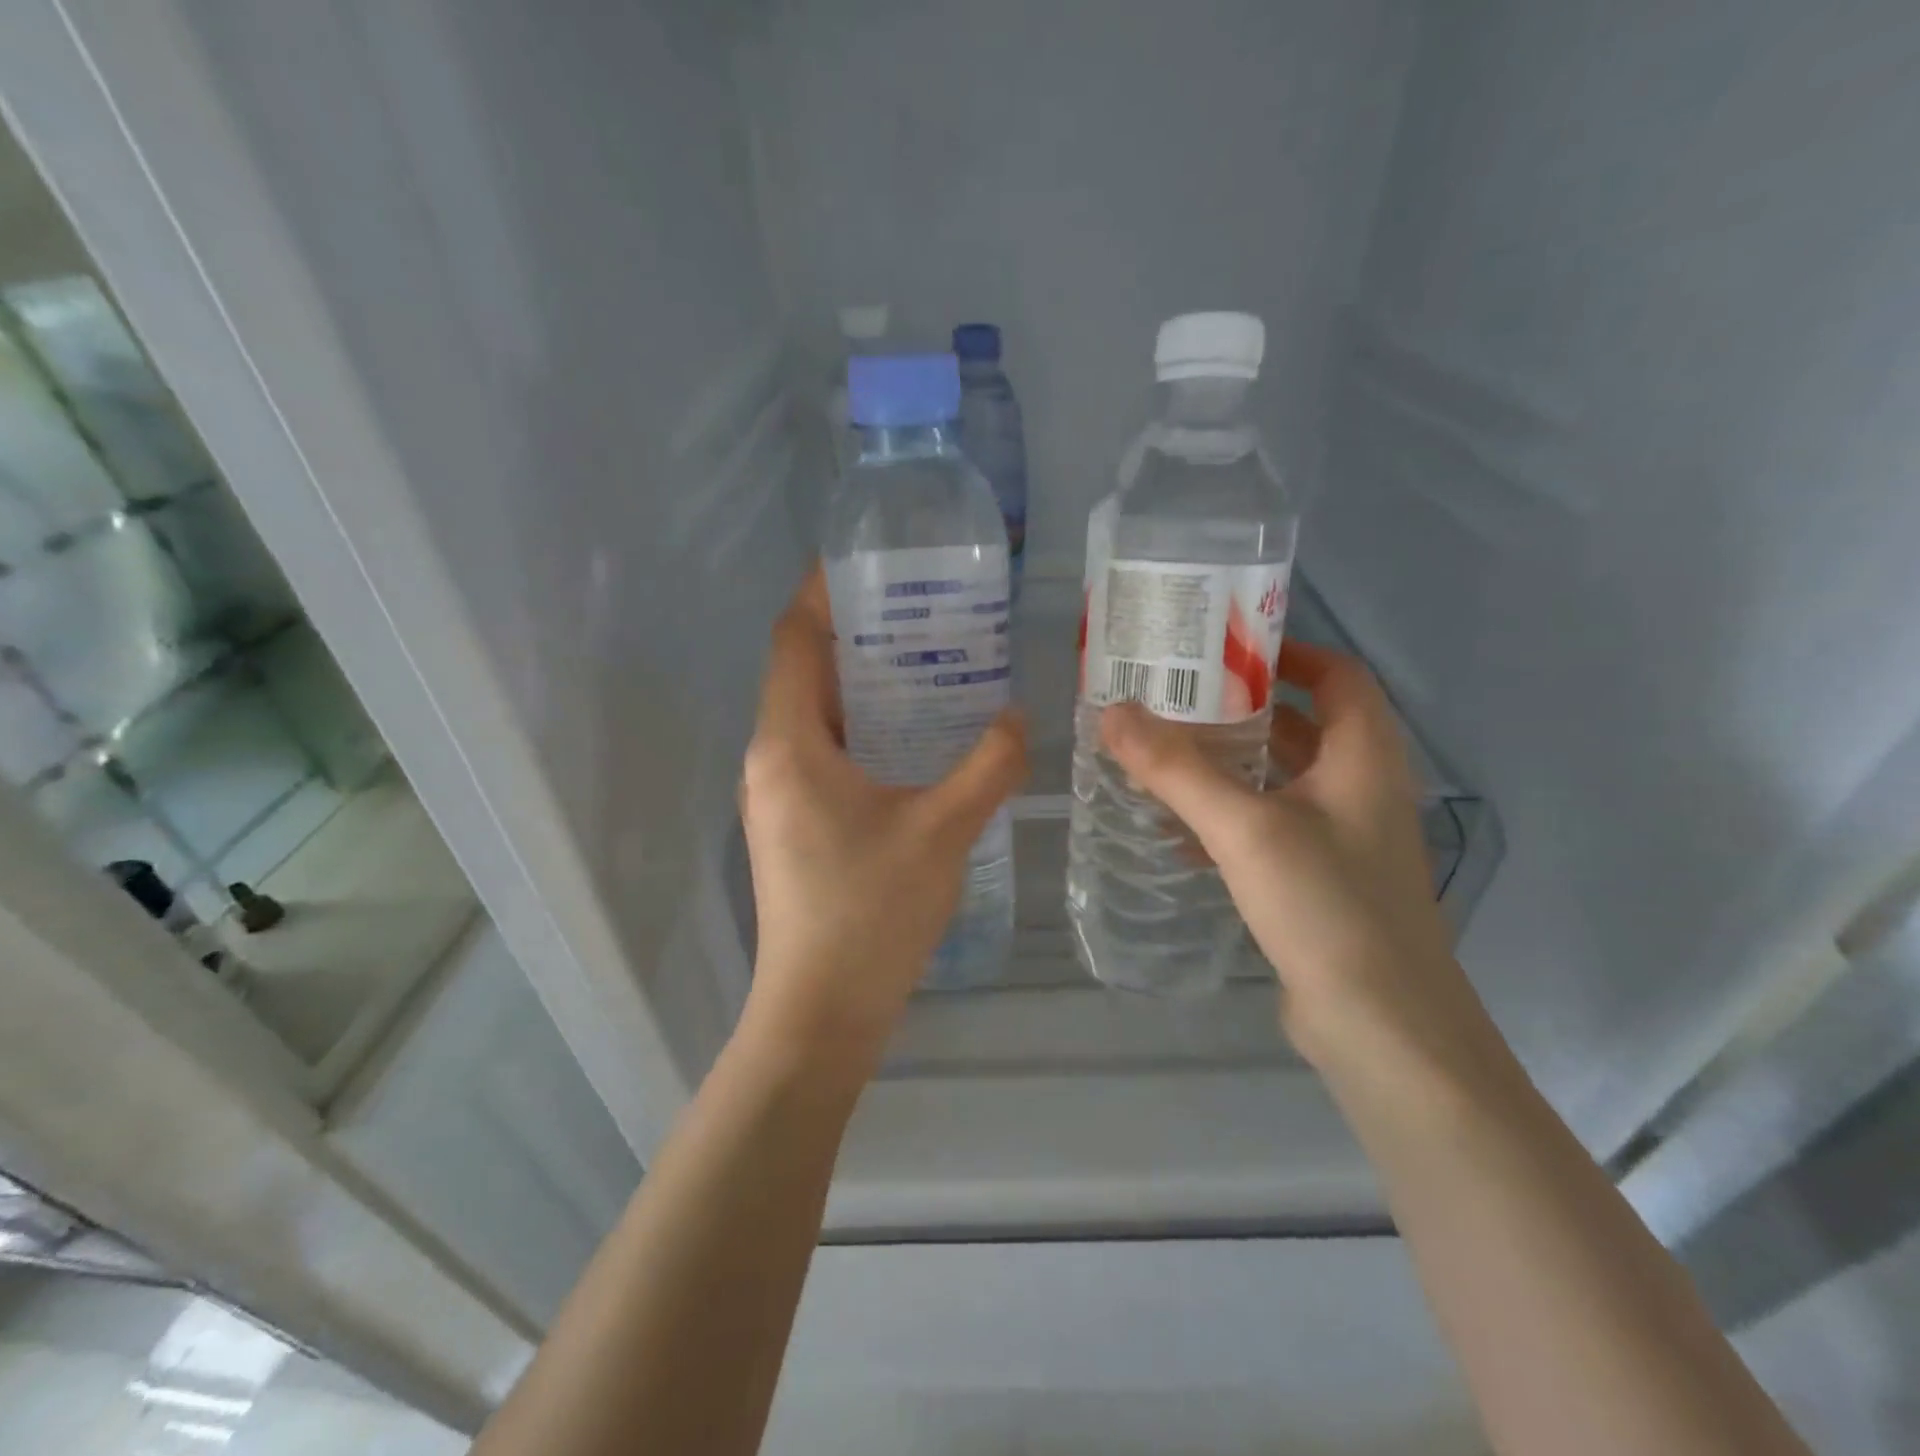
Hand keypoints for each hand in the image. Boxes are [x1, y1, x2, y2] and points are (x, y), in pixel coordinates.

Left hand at [738, 568, 1026, 1064]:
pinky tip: (914, 739)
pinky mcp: (793, 825)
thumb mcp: (943, 831)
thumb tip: (1019, 718)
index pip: (793, 640)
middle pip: (803, 672)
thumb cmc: (871, 913)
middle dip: (854, 636)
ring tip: (926, 664)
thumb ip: (988, 766)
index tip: (867, 563)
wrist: (820, 1012)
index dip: (822, 593)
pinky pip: (822, 752)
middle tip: (920, 611)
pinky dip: (862, 729)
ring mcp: (778, 795)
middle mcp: (771, 759)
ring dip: (861, 686)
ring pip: (813, 716)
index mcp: (789, 744)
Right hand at [1101, 640, 1490, 1075]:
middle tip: (1173, 699)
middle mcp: (1360, 788)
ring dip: (1228, 765)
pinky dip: (1228, 817)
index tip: (1220, 651)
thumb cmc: (1328, 908)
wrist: (1382, 1029)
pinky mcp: (1320, 881)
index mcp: (1364, 756)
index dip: (1286, 653)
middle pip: (1302, 724)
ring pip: (1281, 779)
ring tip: (1163, 754)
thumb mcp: (1246, 828)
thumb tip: (1113, 712)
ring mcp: (1343, 839)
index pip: (1337, 675)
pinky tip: (1176, 829)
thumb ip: (1177, 769)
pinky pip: (1270, 828)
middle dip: (1240, 709)